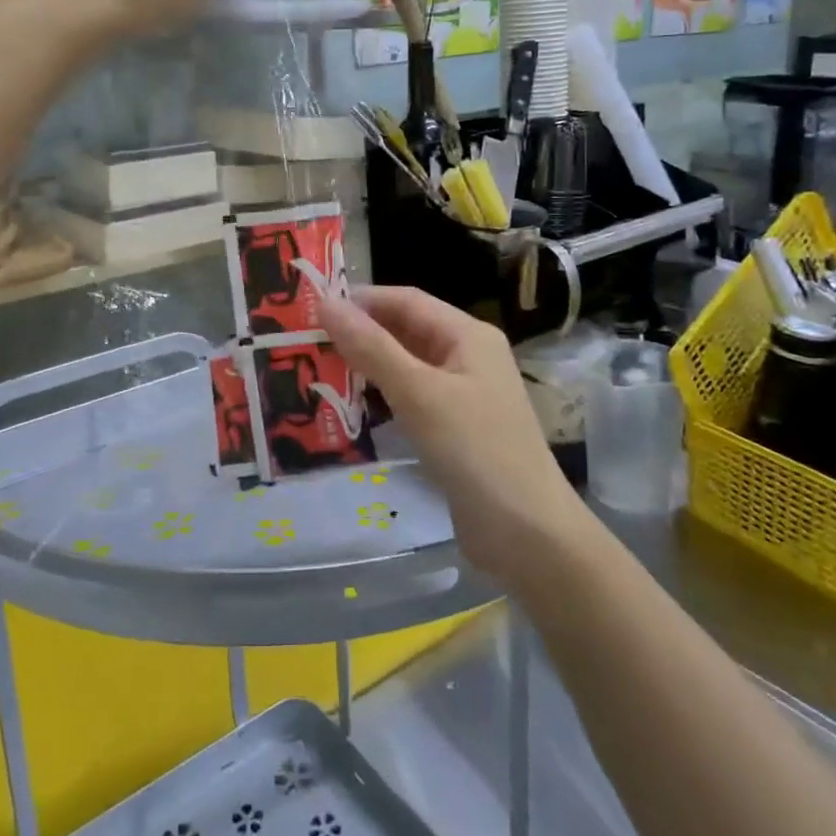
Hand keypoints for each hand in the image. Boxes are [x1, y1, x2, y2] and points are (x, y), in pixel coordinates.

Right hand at [320, 286, 591, 584]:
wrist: (528, 535)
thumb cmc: (475, 450)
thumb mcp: (419, 393)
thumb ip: (371, 347)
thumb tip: (326, 303)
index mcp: (468, 336)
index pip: (407, 301)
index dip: (361, 300)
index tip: (312, 309)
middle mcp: (468, 357)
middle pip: (407, 331)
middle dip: (360, 333)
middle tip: (307, 343)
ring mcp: (463, 395)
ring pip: (407, 367)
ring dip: (367, 367)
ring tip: (319, 371)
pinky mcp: (455, 430)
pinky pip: (412, 400)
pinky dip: (382, 398)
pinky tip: (350, 409)